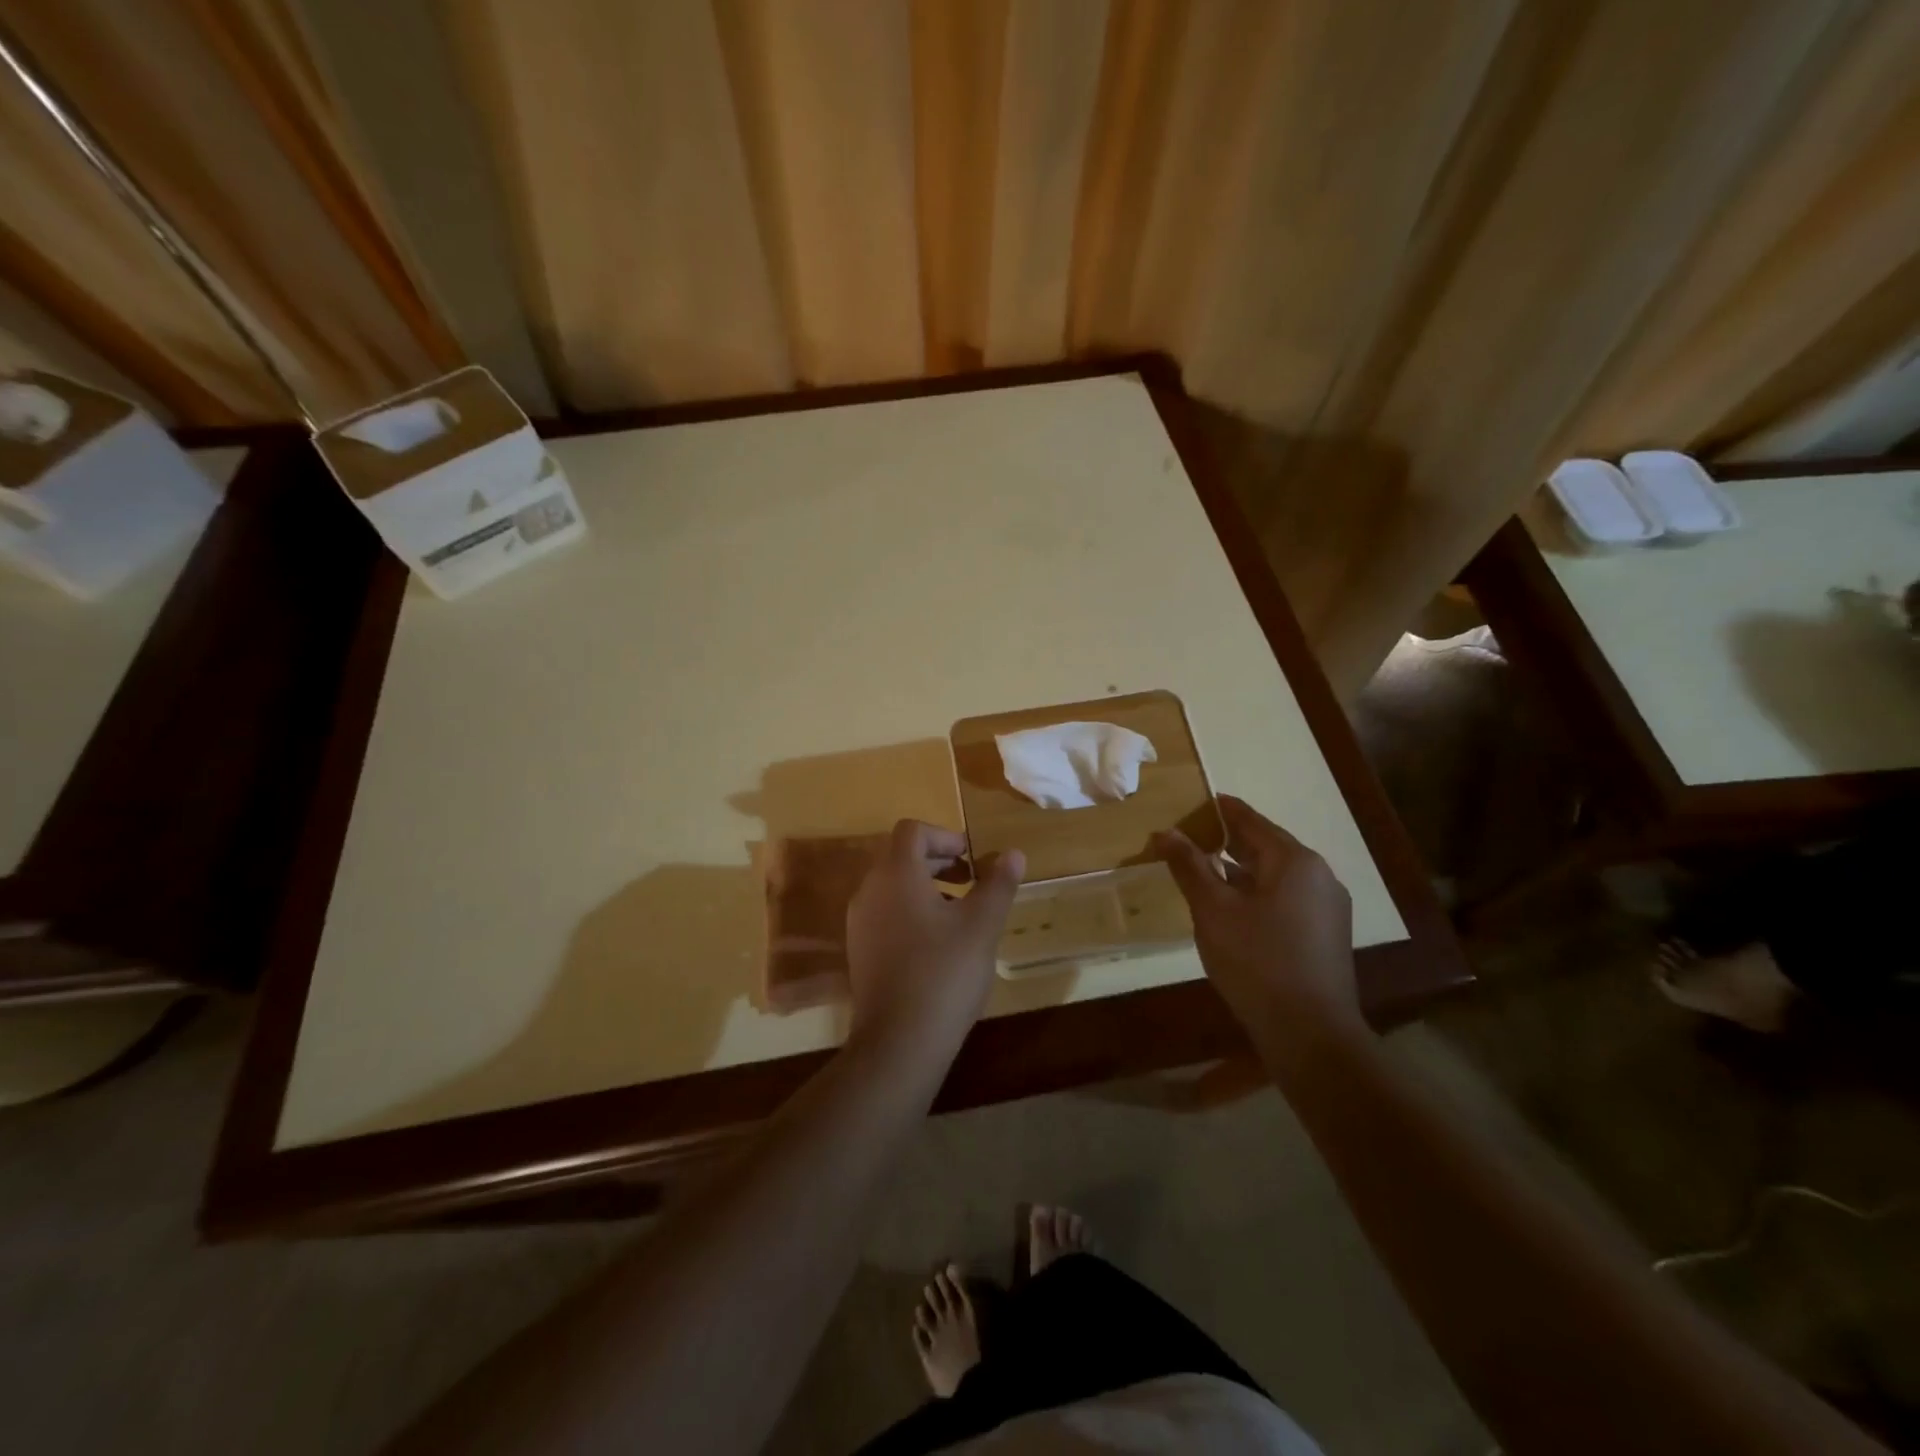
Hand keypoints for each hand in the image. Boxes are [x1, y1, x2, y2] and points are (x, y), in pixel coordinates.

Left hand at [845, 820, 1023, 1058]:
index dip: (944, 836)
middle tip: (973, 881)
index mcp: (895, 874)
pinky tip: (938, 944)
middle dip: (938, 861)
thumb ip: (998, 884)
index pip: (912, 831)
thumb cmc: (944, 973)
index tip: (972, 858)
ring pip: (893, 887)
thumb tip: (1013, 853)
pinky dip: (911, 912)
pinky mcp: (860, 951)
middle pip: (900, 856)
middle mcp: (869, 891)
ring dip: (927, 887)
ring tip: (960, 914)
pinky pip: (886, 914)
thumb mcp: (981, 925)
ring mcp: (859, 923)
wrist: (899, 1043)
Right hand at [1155, 795, 1364, 1058]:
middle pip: (1266, 846)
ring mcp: (1327, 907)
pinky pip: (1286, 899)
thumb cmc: (1256, 961)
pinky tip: (1232, 910)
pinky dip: (1257, 894)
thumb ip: (1189, 866)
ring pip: (1276, 876)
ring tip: (1203, 873)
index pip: (1250, 821)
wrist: (1310, 1033)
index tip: (1194, 803)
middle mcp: (1319, 876)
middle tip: (1190, 839)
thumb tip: (1165, 831)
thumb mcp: (1212, 910)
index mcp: (1295, 861)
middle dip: (1227, 842)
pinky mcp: (1326, 935)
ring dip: (1240, 872)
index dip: (1220, 810)